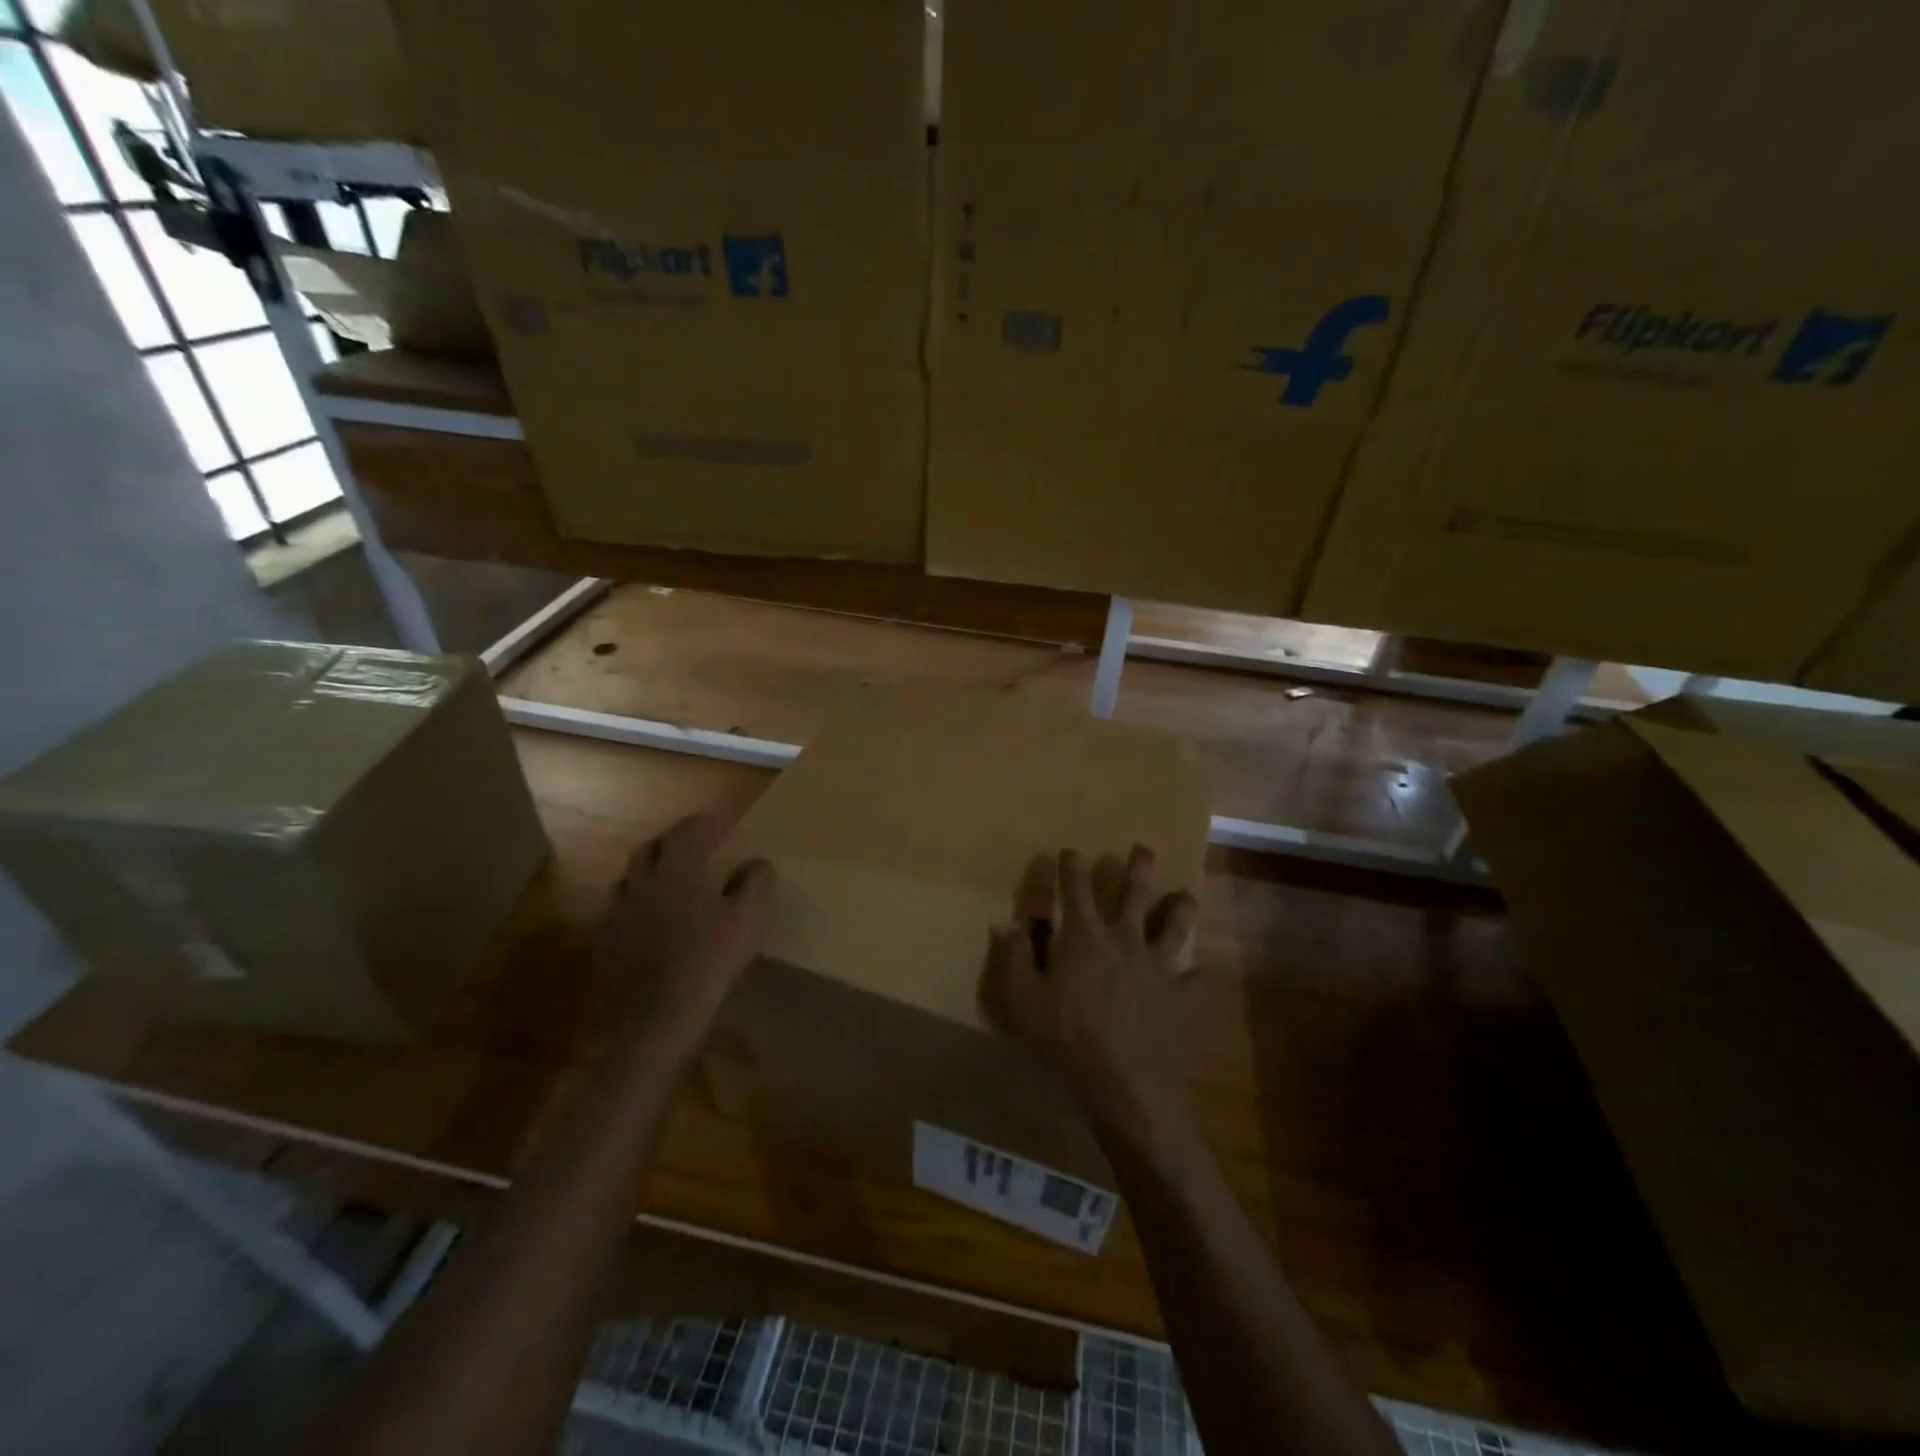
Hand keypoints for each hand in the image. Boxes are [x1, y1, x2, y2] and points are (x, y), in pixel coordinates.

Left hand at [594, 812, 774, 1058]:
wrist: (665, 1007)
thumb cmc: (713, 954)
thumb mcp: (750, 915)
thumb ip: (756, 880)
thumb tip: (756, 862)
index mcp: (679, 867)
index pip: (689, 831)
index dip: (706, 824)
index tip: (721, 825)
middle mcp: (643, 879)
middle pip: (652, 847)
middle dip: (672, 842)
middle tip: (692, 848)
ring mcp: (619, 909)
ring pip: (630, 878)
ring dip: (649, 873)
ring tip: (666, 882)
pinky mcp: (606, 938)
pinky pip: (618, 911)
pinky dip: (634, 906)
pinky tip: (645, 919)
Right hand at [979, 846, 1199, 1152]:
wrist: (1128, 1088)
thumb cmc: (1068, 1041)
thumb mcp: (1023, 1002)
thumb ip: (1014, 959)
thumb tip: (1009, 924)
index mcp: (1085, 937)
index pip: (1076, 888)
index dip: (1071, 866)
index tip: (1069, 851)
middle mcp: (1126, 940)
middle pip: (1136, 892)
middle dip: (1138, 866)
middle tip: (1142, 849)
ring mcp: (1159, 967)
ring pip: (1176, 925)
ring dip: (1180, 907)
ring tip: (1184, 896)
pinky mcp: (1183, 998)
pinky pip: (1194, 979)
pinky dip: (1194, 973)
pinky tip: (1196, 972)